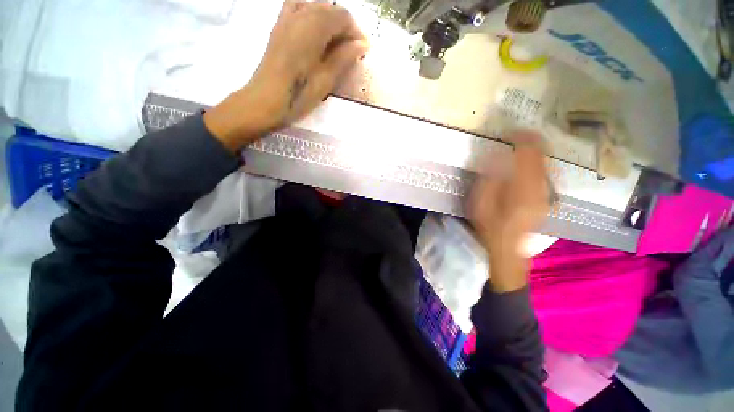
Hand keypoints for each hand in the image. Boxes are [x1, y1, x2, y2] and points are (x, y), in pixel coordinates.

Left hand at [205, 0, 368, 150]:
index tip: (362, 51)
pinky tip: (316, 34)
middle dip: (344, 27)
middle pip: (329, 8)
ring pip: (315, 6)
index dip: (356, 32)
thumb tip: (362, 44)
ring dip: (330, 21)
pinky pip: (299, 8)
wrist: (264, 101)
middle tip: (350, 51)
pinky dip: (313, 16)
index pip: (342, 16)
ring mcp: (286, 18)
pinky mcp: (279, 26)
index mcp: (313, 27)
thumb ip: (344, 58)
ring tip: (335, 43)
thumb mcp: (326, 80)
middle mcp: (299, 14)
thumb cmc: (297, 95)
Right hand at [468, 131, 550, 291]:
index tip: (511, 130)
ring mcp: (547, 193)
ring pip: (548, 163)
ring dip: (537, 150)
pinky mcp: (547, 197)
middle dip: (533, 141)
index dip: (522, 139)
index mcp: (522, 189)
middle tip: (518, 133)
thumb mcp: (481, 204)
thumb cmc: (490, 227)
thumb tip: (496, 156)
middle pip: (543, 156)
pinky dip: (540, 161)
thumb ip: (489, 179)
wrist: (509, 250)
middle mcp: (541, 188)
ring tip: (524, 142)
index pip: (529, 155)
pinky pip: (548, 172)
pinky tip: (530, 161)